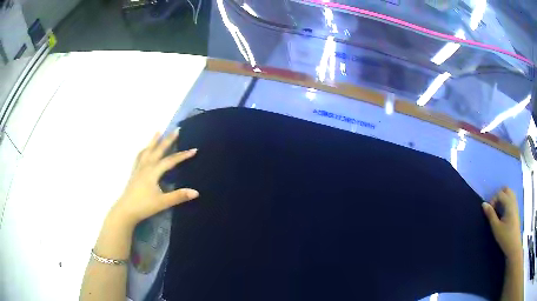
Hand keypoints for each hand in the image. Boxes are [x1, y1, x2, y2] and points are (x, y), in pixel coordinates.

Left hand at [111, 130, 198, 226]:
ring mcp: (139, 168)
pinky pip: (139, 157)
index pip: (170, 161)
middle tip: (176, 129)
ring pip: (148, 151)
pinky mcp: (134, 172)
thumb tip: (196, 192)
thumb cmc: (144, 205)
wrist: (126, 210)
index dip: (182, 155)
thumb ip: (179, 196)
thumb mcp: (163, 202)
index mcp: (153, 172)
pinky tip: (144, 149)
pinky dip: (144, 150)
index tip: (194, 150)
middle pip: (158, 150)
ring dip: (154, 141)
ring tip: (158, 131)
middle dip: (168, 140)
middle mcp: (146, 166)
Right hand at [482, 187, 521, 261]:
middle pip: (506, 189)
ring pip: (509, 193)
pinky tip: (503, 211)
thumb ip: (490, 215)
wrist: (514, 245)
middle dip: (498, 195)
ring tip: (498, 209)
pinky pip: (511, 198)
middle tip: (494, 207)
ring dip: (503, 197)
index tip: (489, 212)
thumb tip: (484, 204)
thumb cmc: (505, 237)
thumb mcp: (496, 228)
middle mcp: (513, 200)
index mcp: (509, 203)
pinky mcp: (516, 209)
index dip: (493, 200)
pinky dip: (506, 200)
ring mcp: (516, 204)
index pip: (500, 193)